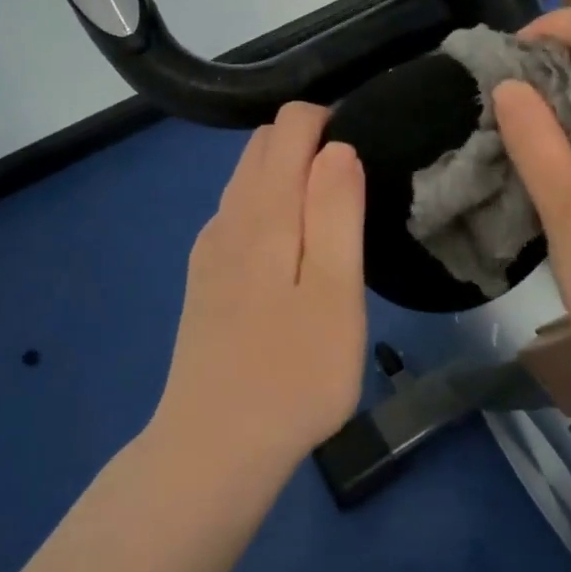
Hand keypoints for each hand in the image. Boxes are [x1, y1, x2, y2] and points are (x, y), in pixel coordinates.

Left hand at [153, 103, 367, 475]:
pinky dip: (269, 206)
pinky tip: (292, 253)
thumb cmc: (293, 374)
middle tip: (356, 191)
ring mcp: (209, 247)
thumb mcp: (335, 292)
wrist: (213, 449)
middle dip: (310, 143)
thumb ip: (335, 212)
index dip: (330, 122)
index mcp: (263, 210)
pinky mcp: (205, 277)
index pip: (290, 125)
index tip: (365, 159)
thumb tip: (337, 147)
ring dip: (289, 175)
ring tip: (333, 219)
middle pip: (264, 144)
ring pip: (249, 178)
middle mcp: (227, 215)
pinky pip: (238, 213)